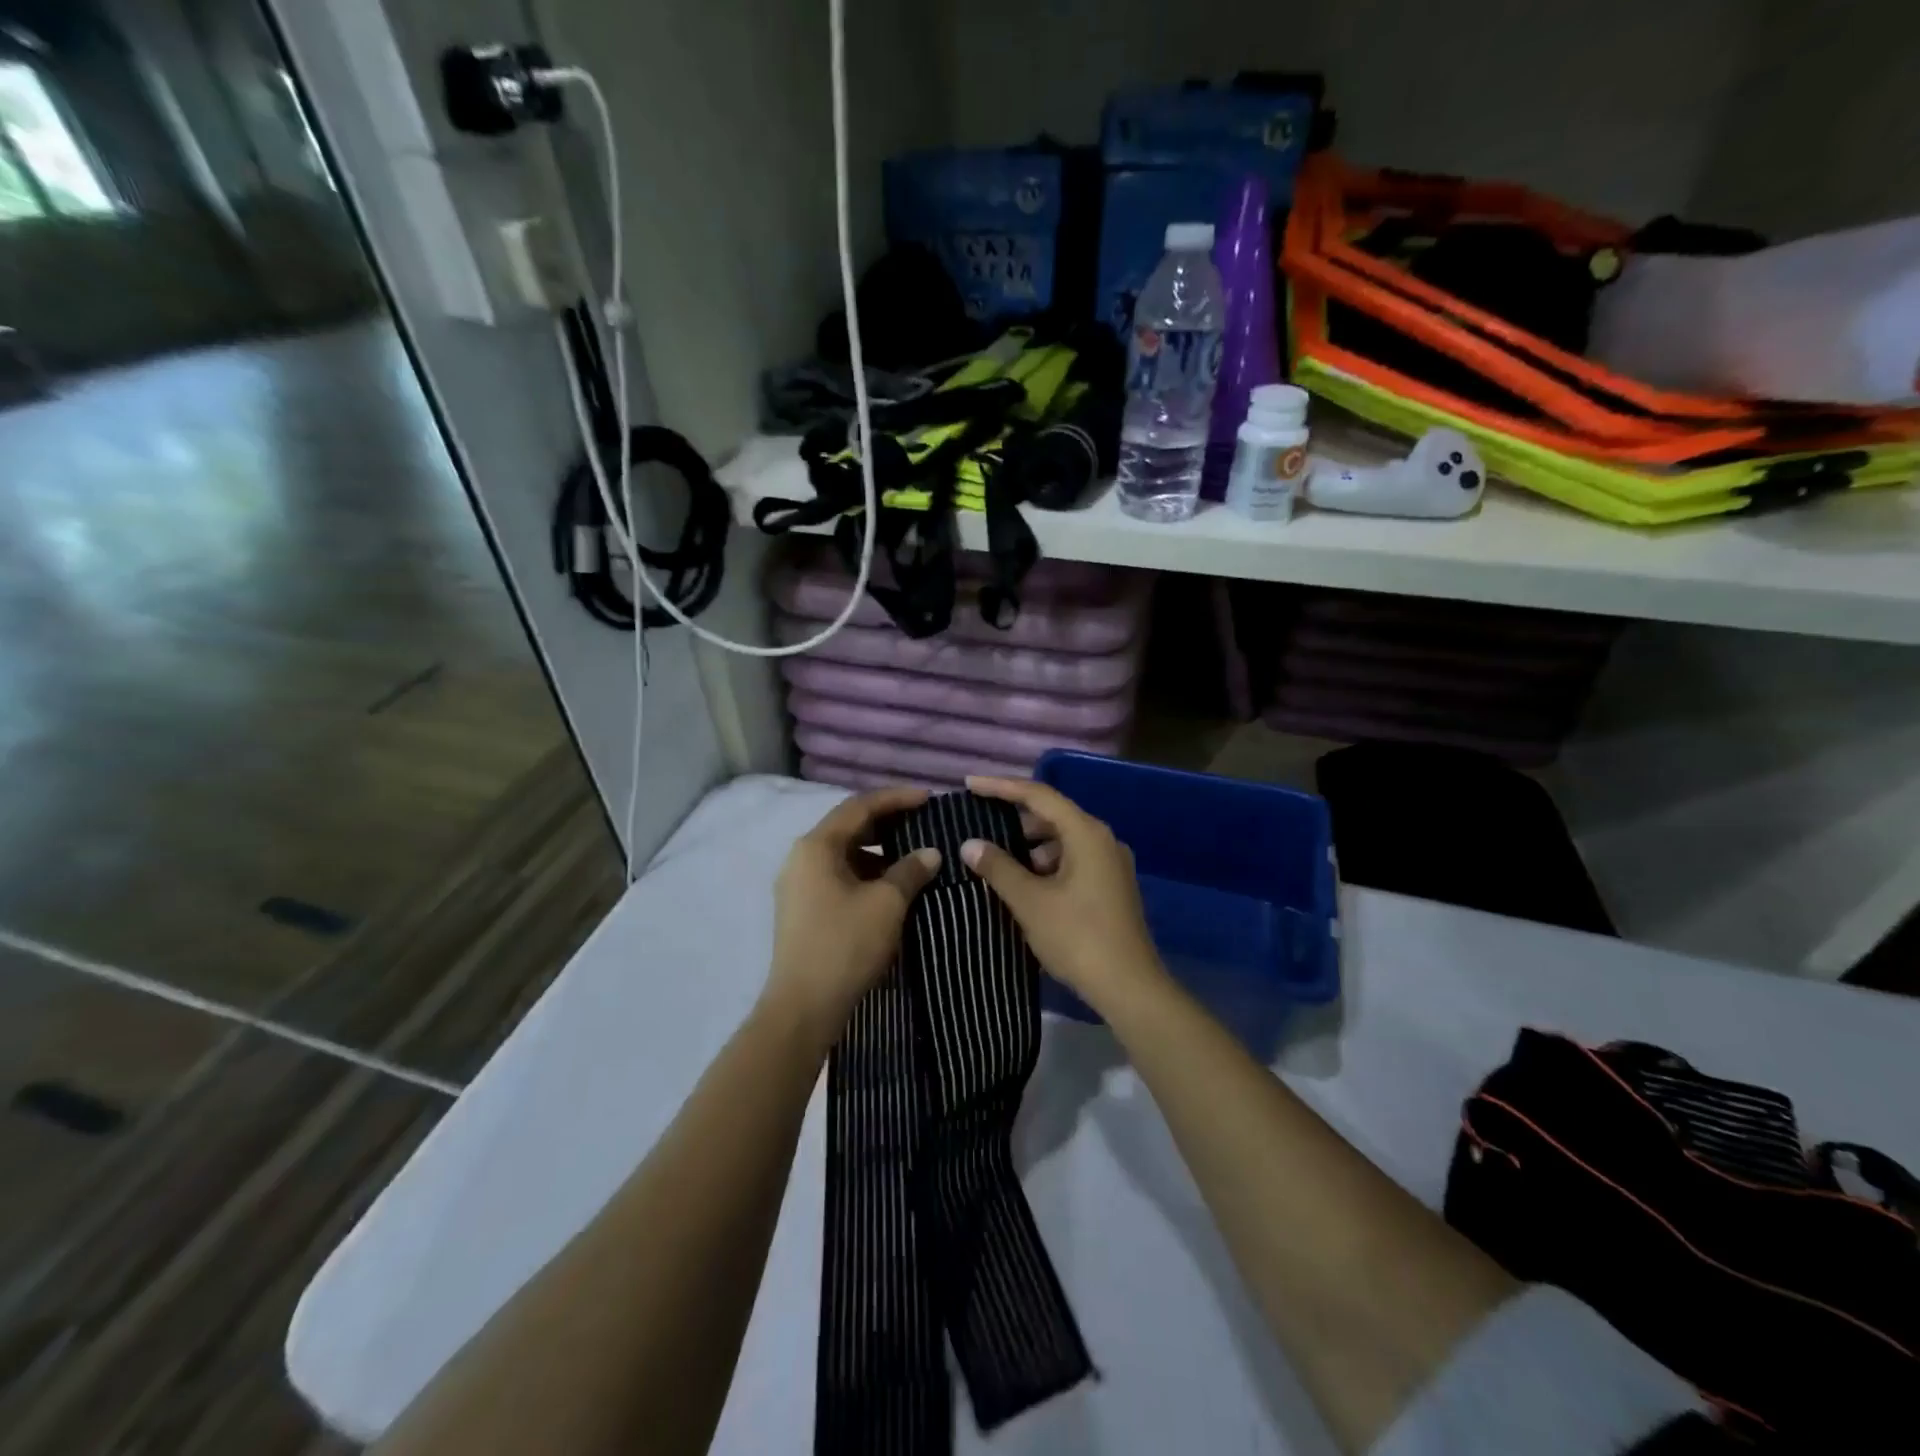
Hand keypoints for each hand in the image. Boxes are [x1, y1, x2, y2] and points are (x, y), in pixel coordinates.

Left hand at [767, 787, 940, 1045]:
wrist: (803, 1008)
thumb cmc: (845, 945)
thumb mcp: (887, 904)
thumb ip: (911, 870)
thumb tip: (931, 853)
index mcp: (816, 845)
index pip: (860, 806)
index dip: (896, 798)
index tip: (928, 798)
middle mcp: (801, 857)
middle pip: (848, 826)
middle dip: (887, 822)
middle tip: (922, 823)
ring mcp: (798, 884)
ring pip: (843, 853)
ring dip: (877, 850)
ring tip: (912, 855)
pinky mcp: (802, 908)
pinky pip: (837, 875)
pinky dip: (865, 872)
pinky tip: (890, 886)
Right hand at [959, 776, 1165, 1012]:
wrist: (1129, 987)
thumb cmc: (1078, 937)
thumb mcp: (1030, 902)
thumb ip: (998, 868)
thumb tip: (970, 844)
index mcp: (1086, 833)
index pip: (1038, 795)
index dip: (1001, 787)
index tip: (969, 785)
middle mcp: (1103, 839)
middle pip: (1052, 815)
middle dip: (1014, 818)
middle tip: (978, 822)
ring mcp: (1110, 863)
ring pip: (1062, 840)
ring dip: (1029, 845)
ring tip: (996, 859)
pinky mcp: (1110, 886)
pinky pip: (1072, 860)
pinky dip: (1045, 864)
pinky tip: (1024, 884)